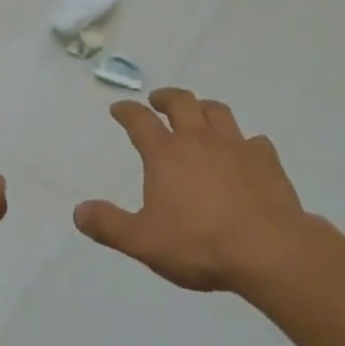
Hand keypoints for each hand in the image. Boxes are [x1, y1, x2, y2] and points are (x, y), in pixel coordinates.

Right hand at [75, 90, 309, 292]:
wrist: (266, 248)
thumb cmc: (199, 244)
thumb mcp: (143, 241)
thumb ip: (110, 225)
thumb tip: (78, 211)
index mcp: (166, 153)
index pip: (140, 121)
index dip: (127, 111)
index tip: (119, 108)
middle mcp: (198, 139)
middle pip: (181, 102)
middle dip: (166, 97)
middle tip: (158, 100)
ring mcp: (235, 144)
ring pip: (217, 111)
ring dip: (203, 108)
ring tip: (199, 114)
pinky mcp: (265, 159)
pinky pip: (253, 140)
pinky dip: (245, 143)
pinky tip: (245, 152)